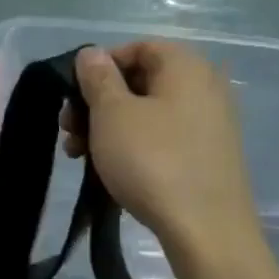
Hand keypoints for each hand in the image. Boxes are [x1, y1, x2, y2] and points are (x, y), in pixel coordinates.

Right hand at [63, 41, 266, 261]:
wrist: (206, 231)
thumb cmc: (152, 160)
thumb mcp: (111, 113)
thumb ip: (97, 77)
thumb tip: (91, 53)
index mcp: (185, 66)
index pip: (136, 47)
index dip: (99, 66)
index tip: (73, 94)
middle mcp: (205, 87)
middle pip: (139, 80)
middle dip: (96, 101)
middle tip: (68, 128)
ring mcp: (210, 123)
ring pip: (146, 112)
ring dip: (106, 126)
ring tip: (78, 154)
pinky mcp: (207, 155)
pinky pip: (161, 136)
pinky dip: (131, 144)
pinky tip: (108, 168)